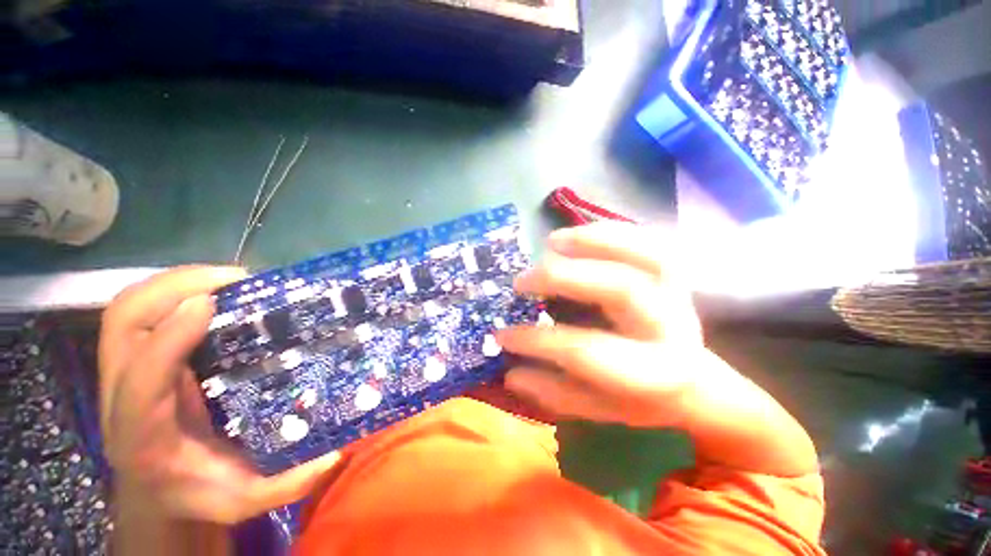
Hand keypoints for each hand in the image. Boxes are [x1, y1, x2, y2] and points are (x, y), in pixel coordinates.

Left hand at [99, 266, 341, 523]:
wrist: (156, 489)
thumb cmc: (197, 492)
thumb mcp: (242, 500)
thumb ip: (286, 484)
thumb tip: (336, 453)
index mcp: (141, 435)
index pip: (141, 379)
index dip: (170, 337)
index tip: (211, 304)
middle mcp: (120, 396)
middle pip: (122, 323)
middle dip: (173, 288)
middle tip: (234, 279)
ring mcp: (123, 370)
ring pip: (128, 309)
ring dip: (174, 282)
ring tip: (227, 278)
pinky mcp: (138, 355)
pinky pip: (142, 310)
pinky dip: (173, 290)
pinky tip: (212, 292)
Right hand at [496, 223, 817, 476]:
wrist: (694, 382)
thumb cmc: (641, 398)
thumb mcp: (597, 408)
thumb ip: (555, 392)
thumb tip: (511, 372)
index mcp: (650, 374)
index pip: (584, 351)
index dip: (537, 341)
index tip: (502, 334)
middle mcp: (670, 328)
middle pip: (620, 289)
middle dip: (562, 277)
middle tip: (522, 280)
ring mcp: (677, 294)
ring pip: (643, 253)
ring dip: (591, 241)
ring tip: (550, 242)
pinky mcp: (674, 275)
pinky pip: (648, 241)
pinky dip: (611, 231)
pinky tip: (577, 234)